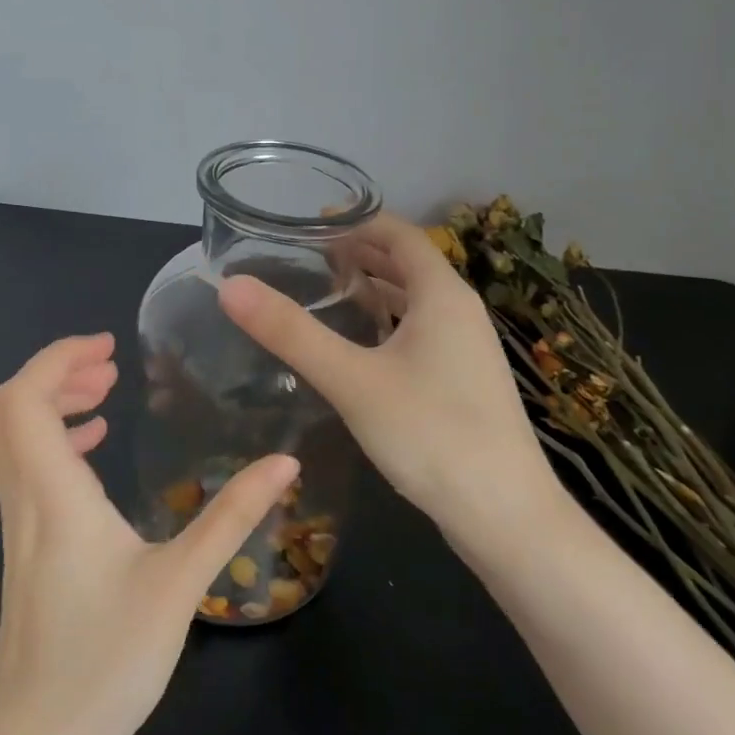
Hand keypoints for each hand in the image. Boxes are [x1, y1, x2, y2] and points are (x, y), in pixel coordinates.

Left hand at [0, 333, 298, 734]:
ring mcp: (18, 530)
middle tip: (110, 367)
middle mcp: (25, 502)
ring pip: (12, 442)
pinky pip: (25, 472)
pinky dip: (53, 443)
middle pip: (8, 411)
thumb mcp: (180, 583)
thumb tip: (284, 463)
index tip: (108, 347)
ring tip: (105, 396)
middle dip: (55, 374)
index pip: (23, 399)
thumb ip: (231, 517)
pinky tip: (94, 458)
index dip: (57, 359)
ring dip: (51, 405)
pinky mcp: (24, 553)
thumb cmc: (104, 663)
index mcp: (54, 495)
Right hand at [218, 215, 562, 557]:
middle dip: (360, 255)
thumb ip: (291, 332)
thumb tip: (230, 285)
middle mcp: (460, 312)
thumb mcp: (352, 380)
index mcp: (442, 295)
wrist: (503, 513)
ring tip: (325, 293)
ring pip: (414, 303)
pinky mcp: (463, 383)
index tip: (308, 223)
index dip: (356, 221)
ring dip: (374, 291)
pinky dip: (387, 326)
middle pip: (407, 265)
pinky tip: (359, 349)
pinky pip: (420, 335)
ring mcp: (466, 350)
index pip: (399, 233)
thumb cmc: (430, 434)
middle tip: (306, 258)